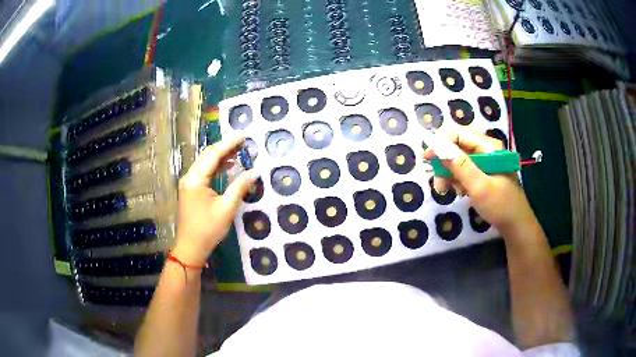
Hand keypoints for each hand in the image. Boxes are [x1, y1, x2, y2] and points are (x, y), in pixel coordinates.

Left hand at [172, 137, 257, 266]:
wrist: (191, 248)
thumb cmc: (208, 229)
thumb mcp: (226, 209)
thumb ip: (239, 187)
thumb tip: (254, 172)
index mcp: (195, 179)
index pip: (213, 155)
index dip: (228, 144)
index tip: (243, 136)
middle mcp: (189, 177)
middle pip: (207, 156)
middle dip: (224, 147)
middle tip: (243, 143)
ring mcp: (188, 183)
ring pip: (205, 163)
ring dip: (220, 156)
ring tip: (238, 152)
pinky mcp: (190, 190)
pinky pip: (204, 172)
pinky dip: (216, 167)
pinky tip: (227, 166)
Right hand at [423, 127, 536, 234]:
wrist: (516, 225)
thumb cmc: (500, 206)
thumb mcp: (479, 186)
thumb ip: (459, 165)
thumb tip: (436, 144)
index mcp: (489, 147)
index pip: (458, 133)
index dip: (441, 143)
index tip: (427, 159)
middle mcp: (486, 149)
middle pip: (457, 145)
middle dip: (444, 161)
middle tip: (437, 181)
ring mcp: (486, 161)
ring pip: (459, 158)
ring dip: (449, 172)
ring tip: (446, 190)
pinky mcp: (484, 172)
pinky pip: (465, 169)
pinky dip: (458, 179)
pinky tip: (459, 191)